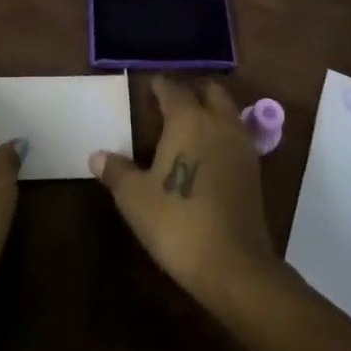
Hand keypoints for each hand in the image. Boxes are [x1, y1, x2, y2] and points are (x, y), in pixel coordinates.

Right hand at [89, 77, 278, 310]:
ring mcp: (241, 144)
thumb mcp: (135, 198)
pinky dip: (222, 133)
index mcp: (188, 118)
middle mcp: (218, 122)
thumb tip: (97, 155)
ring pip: (227, 111)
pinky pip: (236, 135)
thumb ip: (117, 171)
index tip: (148, 88)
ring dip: (211, 110)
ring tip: (189, 126)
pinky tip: (207, 153)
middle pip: (209, 91)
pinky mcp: (254, 169)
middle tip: (170, 103)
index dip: (159, 86)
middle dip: (191, 91)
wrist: (233, 264)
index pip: (172, 89)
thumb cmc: (177, 222)